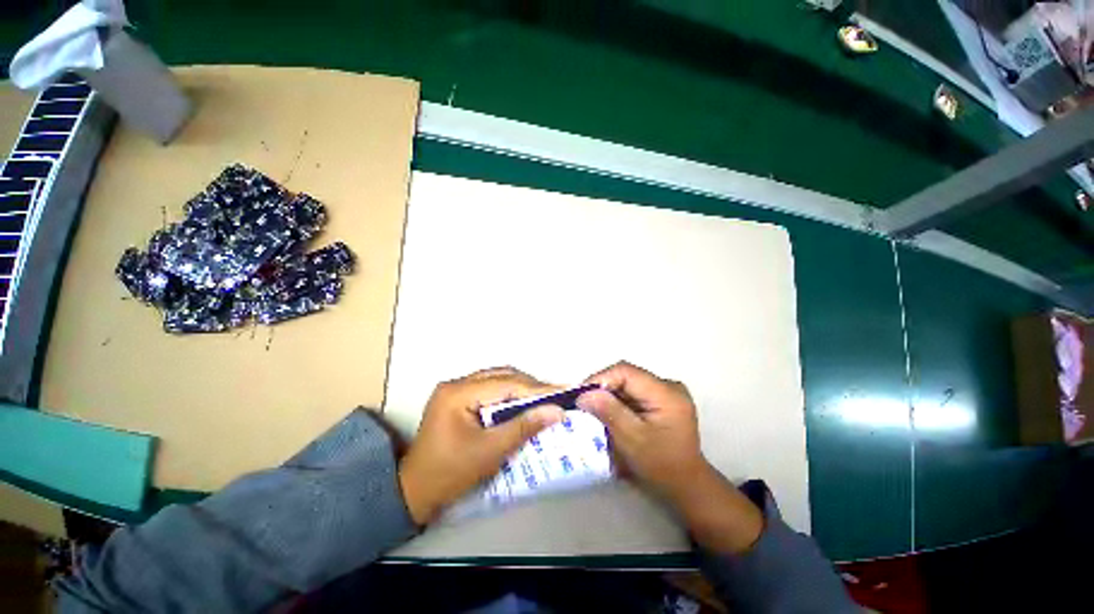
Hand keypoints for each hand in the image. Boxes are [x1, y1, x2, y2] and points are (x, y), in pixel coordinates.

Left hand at [398, 367, 564, 525]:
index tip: (563, 392)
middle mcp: (455, 383)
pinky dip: (508, 395)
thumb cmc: (450, 474)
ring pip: (496, 379)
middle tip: (554, 397)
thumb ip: (523, 427)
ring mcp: (455, 389)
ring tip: (543, 400)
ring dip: (520, 389)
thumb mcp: (489, 452)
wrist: (413, 493)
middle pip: (501, 376)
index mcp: (458, 393)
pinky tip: (521, 404)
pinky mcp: (457, 398)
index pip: (506, 384)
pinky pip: (489, 388)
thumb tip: (557, 411)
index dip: (537, 389)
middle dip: (530, 386)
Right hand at [576, 361, 705, 500]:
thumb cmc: (661, 466)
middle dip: (603, 387)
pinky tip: (609, 412)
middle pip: (627, 375)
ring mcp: (667, 391)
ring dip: (609, 394)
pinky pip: (634, 391)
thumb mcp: (632, 440)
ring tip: (592, 408)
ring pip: (629, 383)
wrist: (687, 485)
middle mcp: (669, 386)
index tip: (581, 394)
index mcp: (666, 393)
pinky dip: (619, 400)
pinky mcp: (662, 399)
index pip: (626, 372)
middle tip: (583, 402)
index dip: (600, 378)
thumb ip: (609, 412)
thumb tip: (584, 394)